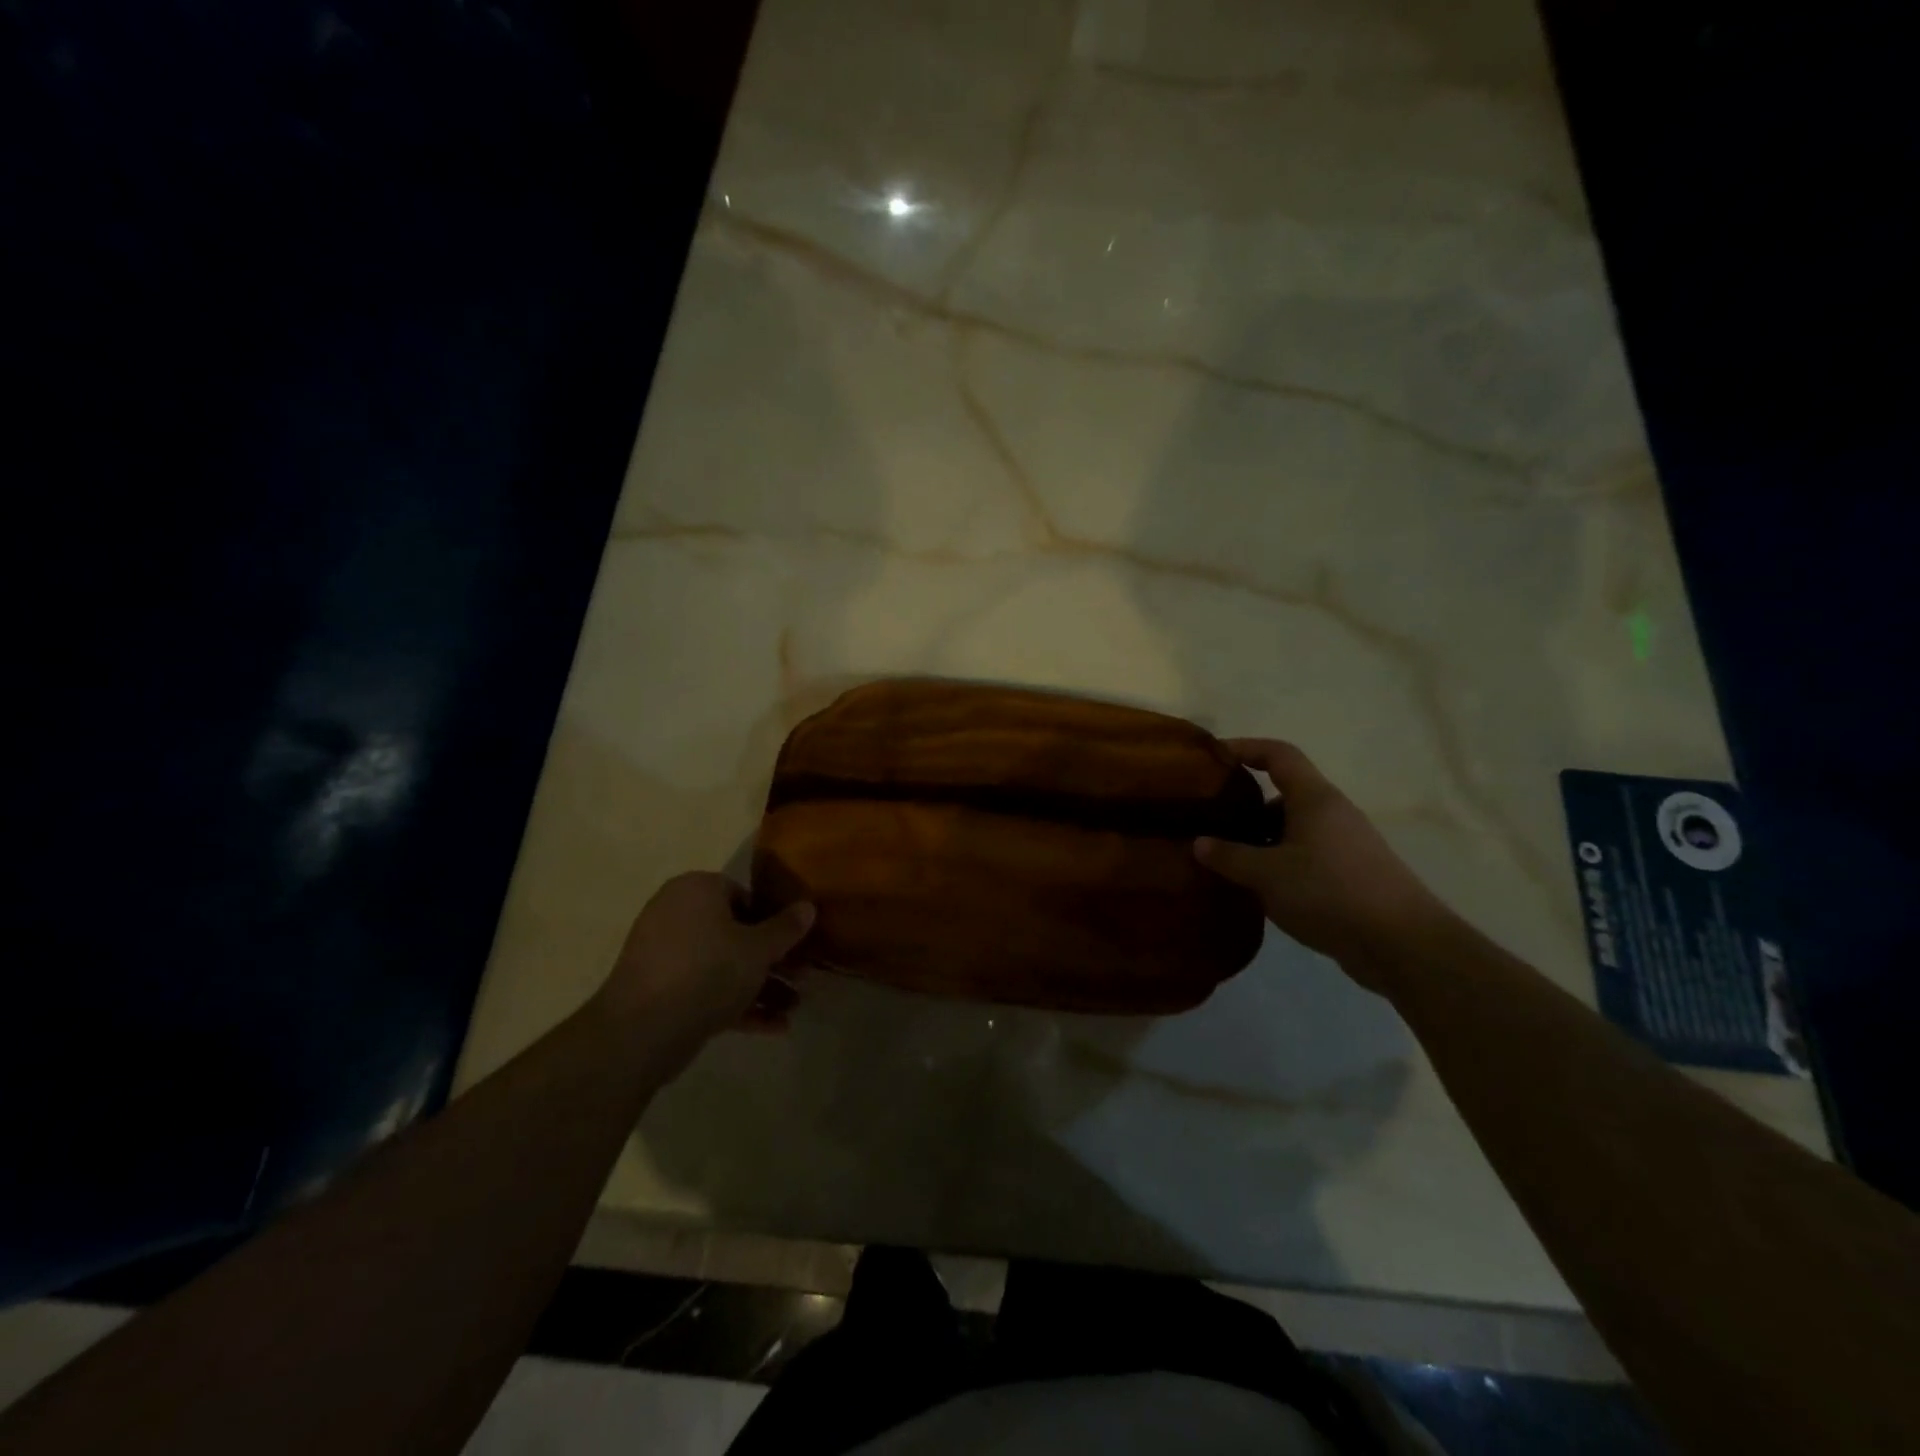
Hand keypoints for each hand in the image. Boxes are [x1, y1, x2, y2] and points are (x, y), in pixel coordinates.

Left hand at [596, 872, 815, 1055]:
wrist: (641, 1030)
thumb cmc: (707, 971)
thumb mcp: (758, 949)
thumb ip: (786, 928)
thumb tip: (808, 906)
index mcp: (697, 890)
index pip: (743, 894)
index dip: (773, 919)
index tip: (796, 942)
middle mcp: (677, 915)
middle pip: (735, 933)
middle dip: (771, 959)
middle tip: (802, 976)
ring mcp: (666, 955)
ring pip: (723, 966)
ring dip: (760, 986)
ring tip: (794, 1008)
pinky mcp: (661, 992)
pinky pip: (706, 990)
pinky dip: (737, 1005)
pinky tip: (774, 1027)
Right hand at [1194, 739, 1448, 990]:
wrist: (1403, 945)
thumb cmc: (1330, 892)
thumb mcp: (1267, 874)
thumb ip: (1229, 856)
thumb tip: (1199, 843)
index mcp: (1315, 798)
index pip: (1279, 754)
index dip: (1246, 747)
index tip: (1213, 756)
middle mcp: (1332, 813)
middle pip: (1283, 794)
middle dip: (1246, 806)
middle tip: (1211, 821)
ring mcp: (1345, 845)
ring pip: (1293, 829)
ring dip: (1261, 840)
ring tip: (1227, 860)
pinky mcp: (1350, 875)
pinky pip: (1305, 856)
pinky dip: (1279, 864)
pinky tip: (1259, 889)